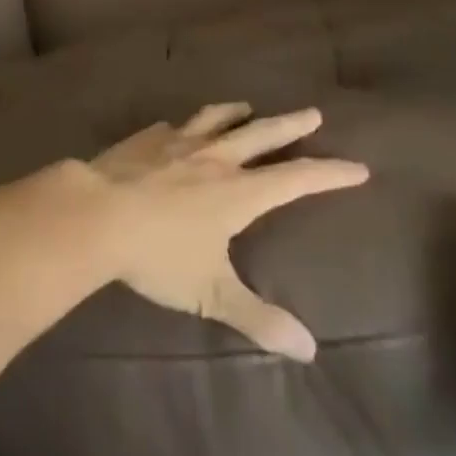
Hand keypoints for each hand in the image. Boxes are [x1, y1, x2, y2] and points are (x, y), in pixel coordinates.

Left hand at [85, 103, 368, 361]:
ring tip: (248, 107)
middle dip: (291, 125)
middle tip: (313, 113)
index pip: (295, 179)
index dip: (328, 173)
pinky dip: (190, 124)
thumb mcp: (211, 293)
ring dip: (238, 112)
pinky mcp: (148, 136)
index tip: (357, 166)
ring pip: (217, 118)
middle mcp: (214, 157)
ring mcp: (179, 141)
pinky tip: (182, 127)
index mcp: (237, 191)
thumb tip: (308, 349)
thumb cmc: (158, 255)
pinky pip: (177, 125)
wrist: (98, 211)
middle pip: (261, 134)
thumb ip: (258, 318)